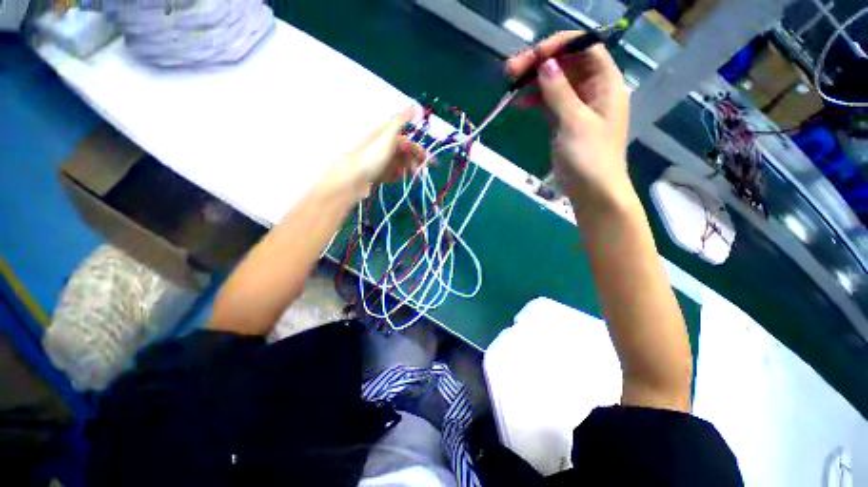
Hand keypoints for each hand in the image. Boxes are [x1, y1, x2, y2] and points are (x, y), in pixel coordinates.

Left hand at [327, 106, 427, 199]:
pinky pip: (392, 173)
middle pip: (405, 153)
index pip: (408, 141)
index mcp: (386, 134)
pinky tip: (401, 179)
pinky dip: (398, 176)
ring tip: (414, 177)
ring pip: (399, 164)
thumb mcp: (388, 136)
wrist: (353, 178)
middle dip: (416, 162)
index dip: (420, 151)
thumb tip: (415, 106)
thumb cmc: (373, 156)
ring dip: (409, 169)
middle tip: (423, 172)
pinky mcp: (378, 173)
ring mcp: (380, 160)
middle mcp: (384, 146)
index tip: (431, 162)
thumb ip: (402, 122)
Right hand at [507, 32, 631, 209]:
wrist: (591, 191)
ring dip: (533, 81)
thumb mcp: (574, 123)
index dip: (560, 45)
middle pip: (567, 63)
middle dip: (539, 63)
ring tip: (510, 84)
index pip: (585, 47)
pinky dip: (535, 99)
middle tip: (511, 70)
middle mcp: (593, 89)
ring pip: (555, 83)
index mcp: (606, 82)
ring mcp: (577, 105)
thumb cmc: (589, 158)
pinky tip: (519, 102)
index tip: (533, 56)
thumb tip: (545, 64)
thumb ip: (560, 92)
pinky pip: (549, 102)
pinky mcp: (564, 121)